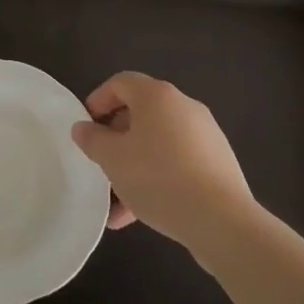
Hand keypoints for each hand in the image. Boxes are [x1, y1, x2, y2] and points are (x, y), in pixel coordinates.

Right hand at [71, 72, 256, 250]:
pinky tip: (142, 214)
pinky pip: (178, 162)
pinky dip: (158, 178)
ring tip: (117, 203)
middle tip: (101, 163)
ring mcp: (205, 135)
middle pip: (140, 113)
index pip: (121, 82)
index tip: (86, 128)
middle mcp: (184, 106)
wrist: (221, 220)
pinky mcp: (218, 163)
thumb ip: (92, 140)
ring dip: (135, 165)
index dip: (98, 100)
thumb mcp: (113, 159)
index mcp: (157, 96)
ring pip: (158, 143)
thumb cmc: (158, 178)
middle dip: (116, 139)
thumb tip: (83, 127)